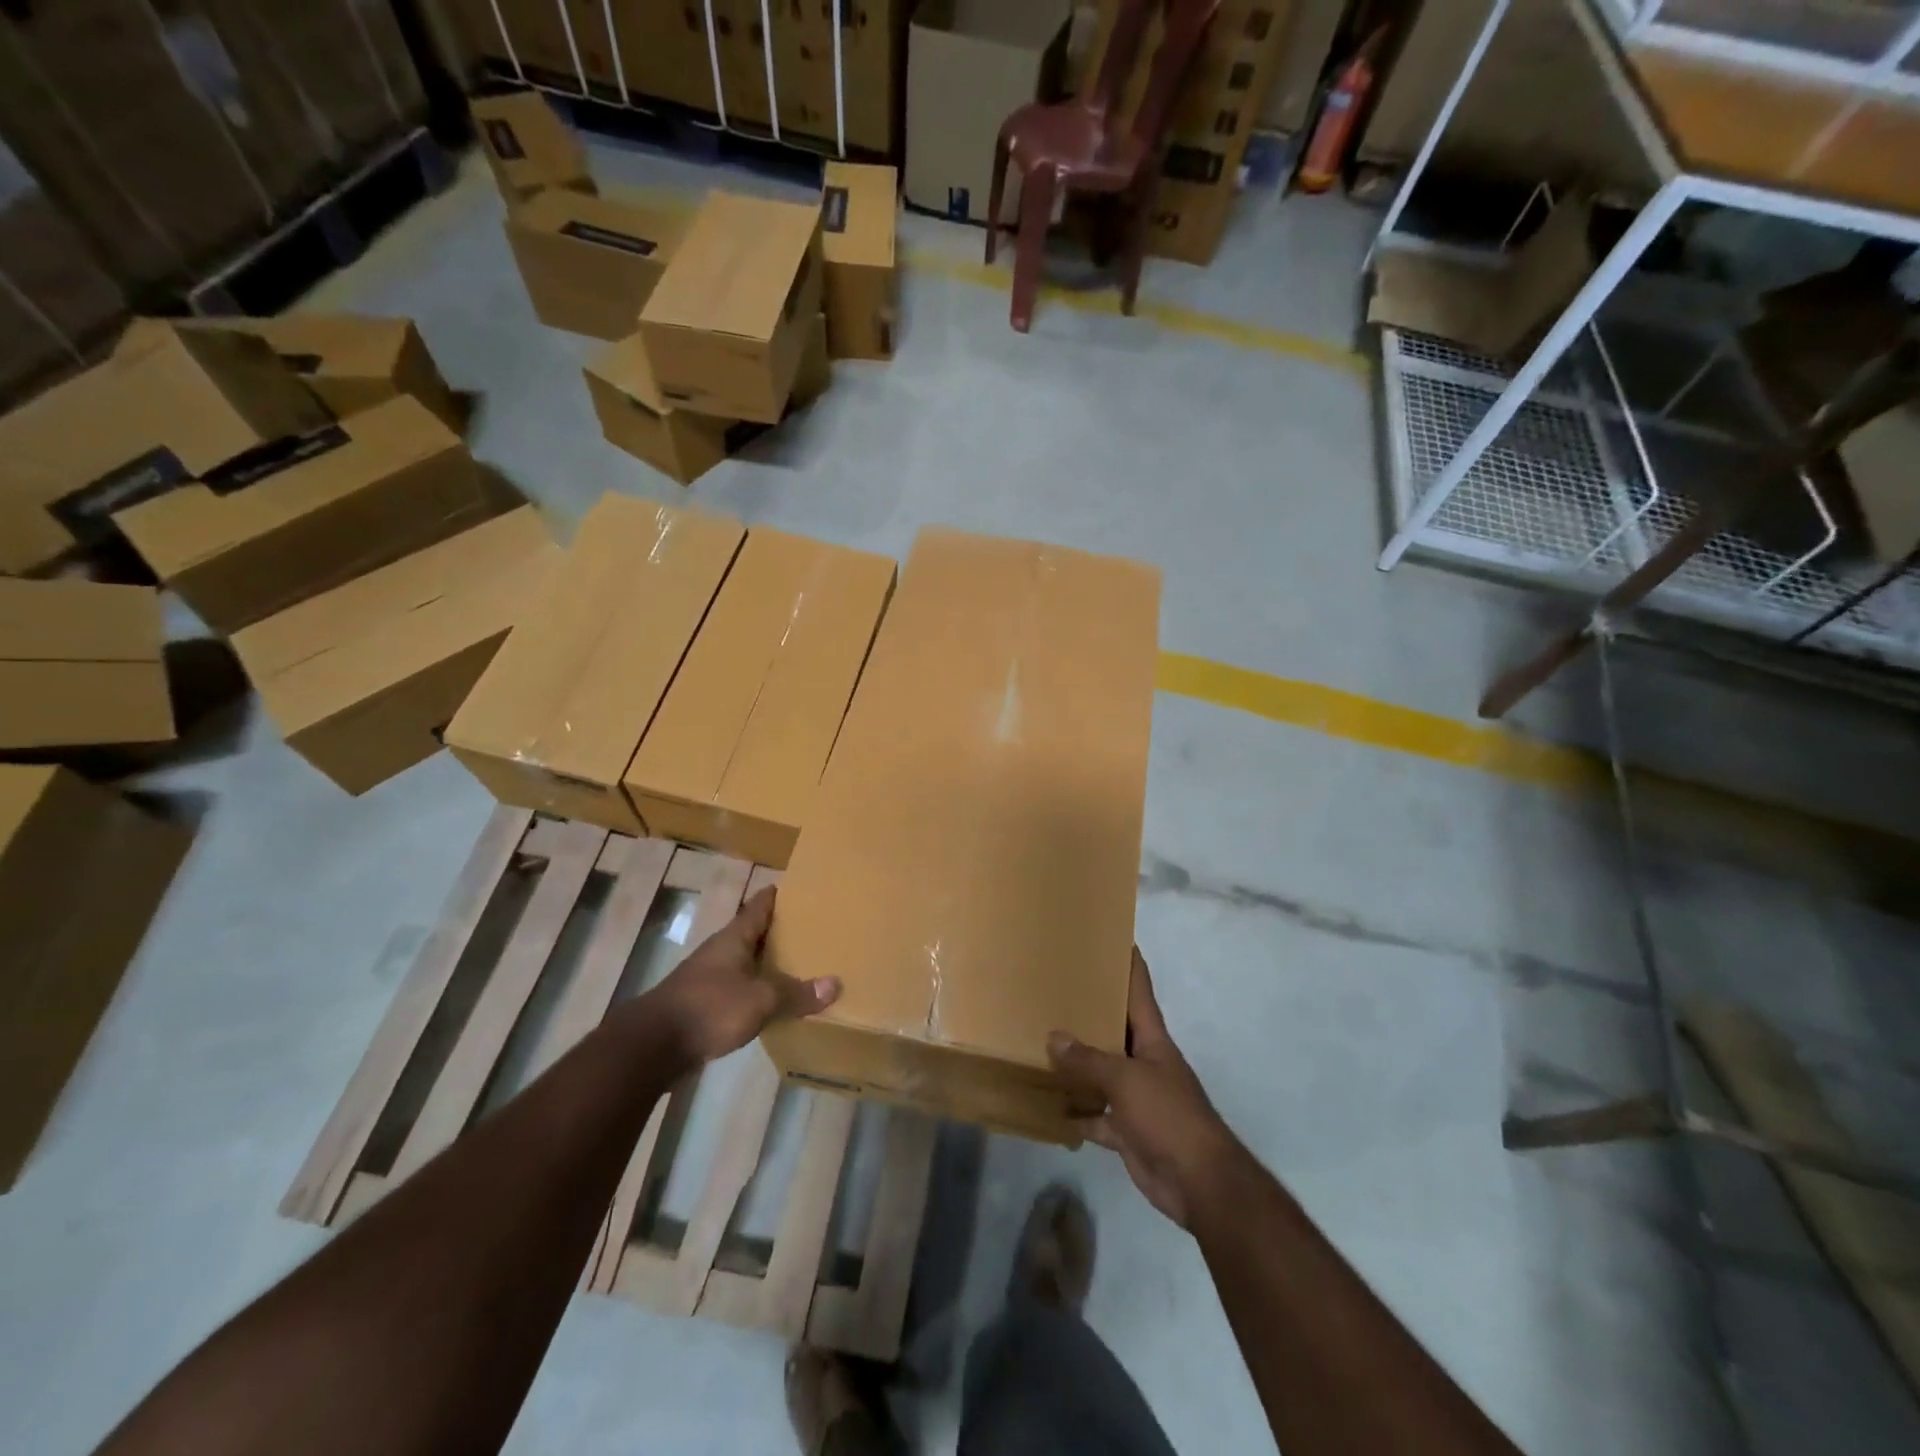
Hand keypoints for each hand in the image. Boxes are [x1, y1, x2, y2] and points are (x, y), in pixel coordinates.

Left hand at [652, 888, 839, 1064]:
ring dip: (770, 963)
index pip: (760, 905)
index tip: (802, 888)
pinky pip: (740, 989)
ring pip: (747, 962)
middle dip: (782, 931)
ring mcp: (710, 978)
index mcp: (735, 938)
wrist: (653, 1046)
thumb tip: (835, 984)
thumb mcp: (760, 999)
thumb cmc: (710, 1007)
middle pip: (755, 933)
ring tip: (802, 965)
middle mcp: (722, 951)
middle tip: (815, 929)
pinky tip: (775, 1002)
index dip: (779, 895)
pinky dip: (758, 990)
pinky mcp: (704, 1005)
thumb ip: (796, 992)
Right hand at [1049, 947, 1240, 1228]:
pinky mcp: (1126, 1130)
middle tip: (1056, 989)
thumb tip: (1053, 1037)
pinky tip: (1049, 1106)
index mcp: (1152, 1040)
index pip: (1139, 992)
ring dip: (1077, 1064)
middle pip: (1114, 1030)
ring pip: (1101, 1073)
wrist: (1198, 1182)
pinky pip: (1095, 1115)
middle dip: (1090, 1013)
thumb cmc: (1167, 1115)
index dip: (1129, 965)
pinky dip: (1076, 1113)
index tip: (1116, 938)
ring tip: (1041, 1041)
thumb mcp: (1125, 1079)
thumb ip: (1088, 1059)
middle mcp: (1144, 1062)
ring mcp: (1136, 1098)